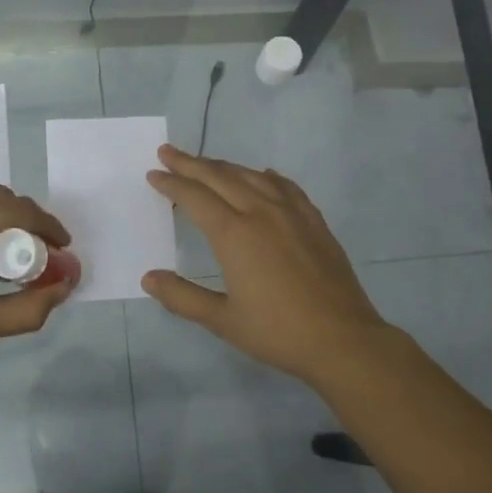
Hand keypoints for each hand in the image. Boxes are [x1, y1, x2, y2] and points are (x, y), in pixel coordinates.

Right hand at [143, 145, 394, 385]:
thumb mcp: (222, 320)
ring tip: (207, 164)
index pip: (194, 196)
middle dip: (191, 164)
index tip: (154, 173)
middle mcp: (261, 213)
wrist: (343, 340)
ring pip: (252, 176)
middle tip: (168, 152)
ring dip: (225, 166)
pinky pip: (285, 187)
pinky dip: (266, 176)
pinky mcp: (315, 221)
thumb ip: (182, 296)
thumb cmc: (277, 332)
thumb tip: (148, 278)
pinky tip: (263, 175)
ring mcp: (292, 214)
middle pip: (220, 177)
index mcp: (234, 234)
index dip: (172, 183)